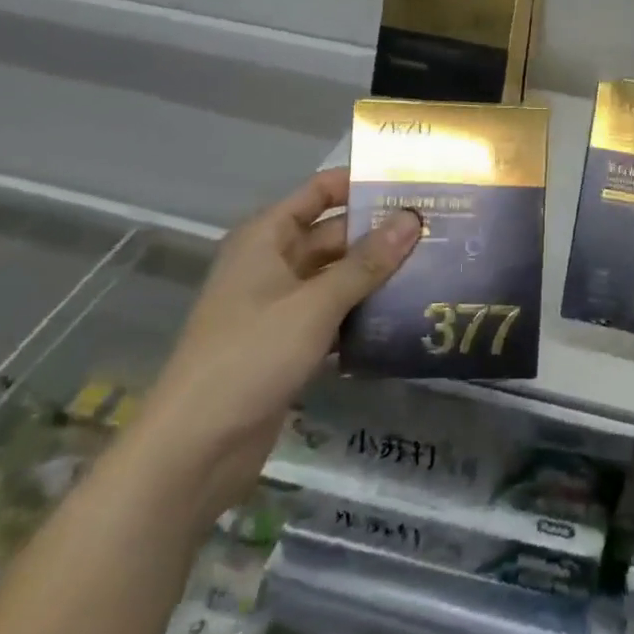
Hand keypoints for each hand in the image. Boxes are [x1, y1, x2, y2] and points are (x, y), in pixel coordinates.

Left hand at [127, 168, 421, 520]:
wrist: (195, 449)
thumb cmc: (251, 356)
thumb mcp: (315, 304)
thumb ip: (366, 262)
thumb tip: (412, 219)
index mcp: (267, 238)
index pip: (320, 192)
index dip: (362, 184)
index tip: (413, 185)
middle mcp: (272, 263)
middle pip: (334, 235)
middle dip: (380, 234)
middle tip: (438, 231)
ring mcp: (280, 306)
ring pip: (337, 277)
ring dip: (376, 276)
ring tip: (433, 268)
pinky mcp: (288, 344)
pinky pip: (333, 315)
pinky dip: (362, 314)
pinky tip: (404, 316)